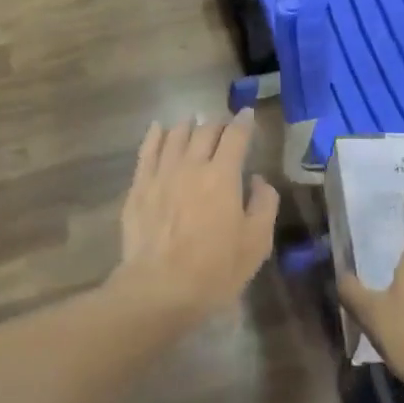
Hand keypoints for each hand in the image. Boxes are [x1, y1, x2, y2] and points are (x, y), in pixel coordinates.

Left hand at [110, 110, 280, 327]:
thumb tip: (259, 179)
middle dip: (217, 124)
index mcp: (223, 176)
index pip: (236, 137)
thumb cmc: (215, 269)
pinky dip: (155, 135)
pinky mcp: (138, 187)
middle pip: (205, 131)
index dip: (243, 123)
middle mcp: (192, 165)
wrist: (159, 288)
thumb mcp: (256, 242)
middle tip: (223, 126)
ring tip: (194, 123)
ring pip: (175, 136)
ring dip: (188, 126)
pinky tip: (158, 128)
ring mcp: (161, 173)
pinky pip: (147, 151)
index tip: (247, 114)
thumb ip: (264, 204)